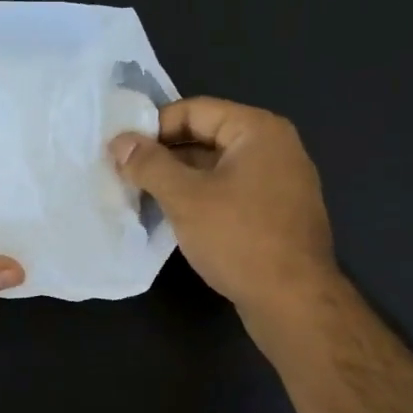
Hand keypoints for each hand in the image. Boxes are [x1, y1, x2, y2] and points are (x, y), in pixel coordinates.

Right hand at [109, 97, 338, 327]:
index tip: (121, 150)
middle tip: (125, 175)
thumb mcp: (185, 198)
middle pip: (207, 138)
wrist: (293, 301)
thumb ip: (149, 165)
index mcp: (258, 130)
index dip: (154, 127)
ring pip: (217, 170)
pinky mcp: (277, 216)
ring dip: (180, 181)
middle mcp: (275, 149)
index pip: (195, 110)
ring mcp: (280, 184)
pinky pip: (231, 195)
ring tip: (142, 198)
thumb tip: (119, 141)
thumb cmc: (239, 239)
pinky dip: (202, 201)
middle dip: (165, 156)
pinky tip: (175, 220)